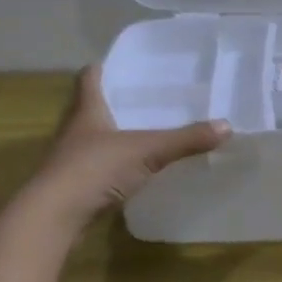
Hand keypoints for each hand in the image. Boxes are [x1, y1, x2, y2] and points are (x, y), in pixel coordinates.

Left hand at [24, 66, 230, 232]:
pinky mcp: (75, 187)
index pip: (89, 78)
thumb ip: (185, 139)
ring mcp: (72, 160)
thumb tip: (227, 126)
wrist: (54, 216)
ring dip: (113, 136)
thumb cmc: (94, 169)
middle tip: (145, 99)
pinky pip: (98, 168)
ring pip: (94, 139)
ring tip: (144, 133)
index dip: (102, 69)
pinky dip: (114, 166)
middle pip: (91, 108)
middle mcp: (75, 130)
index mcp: (87, 111)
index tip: (118, 64)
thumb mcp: (146, 151)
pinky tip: (134, 171)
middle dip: (114, 102)